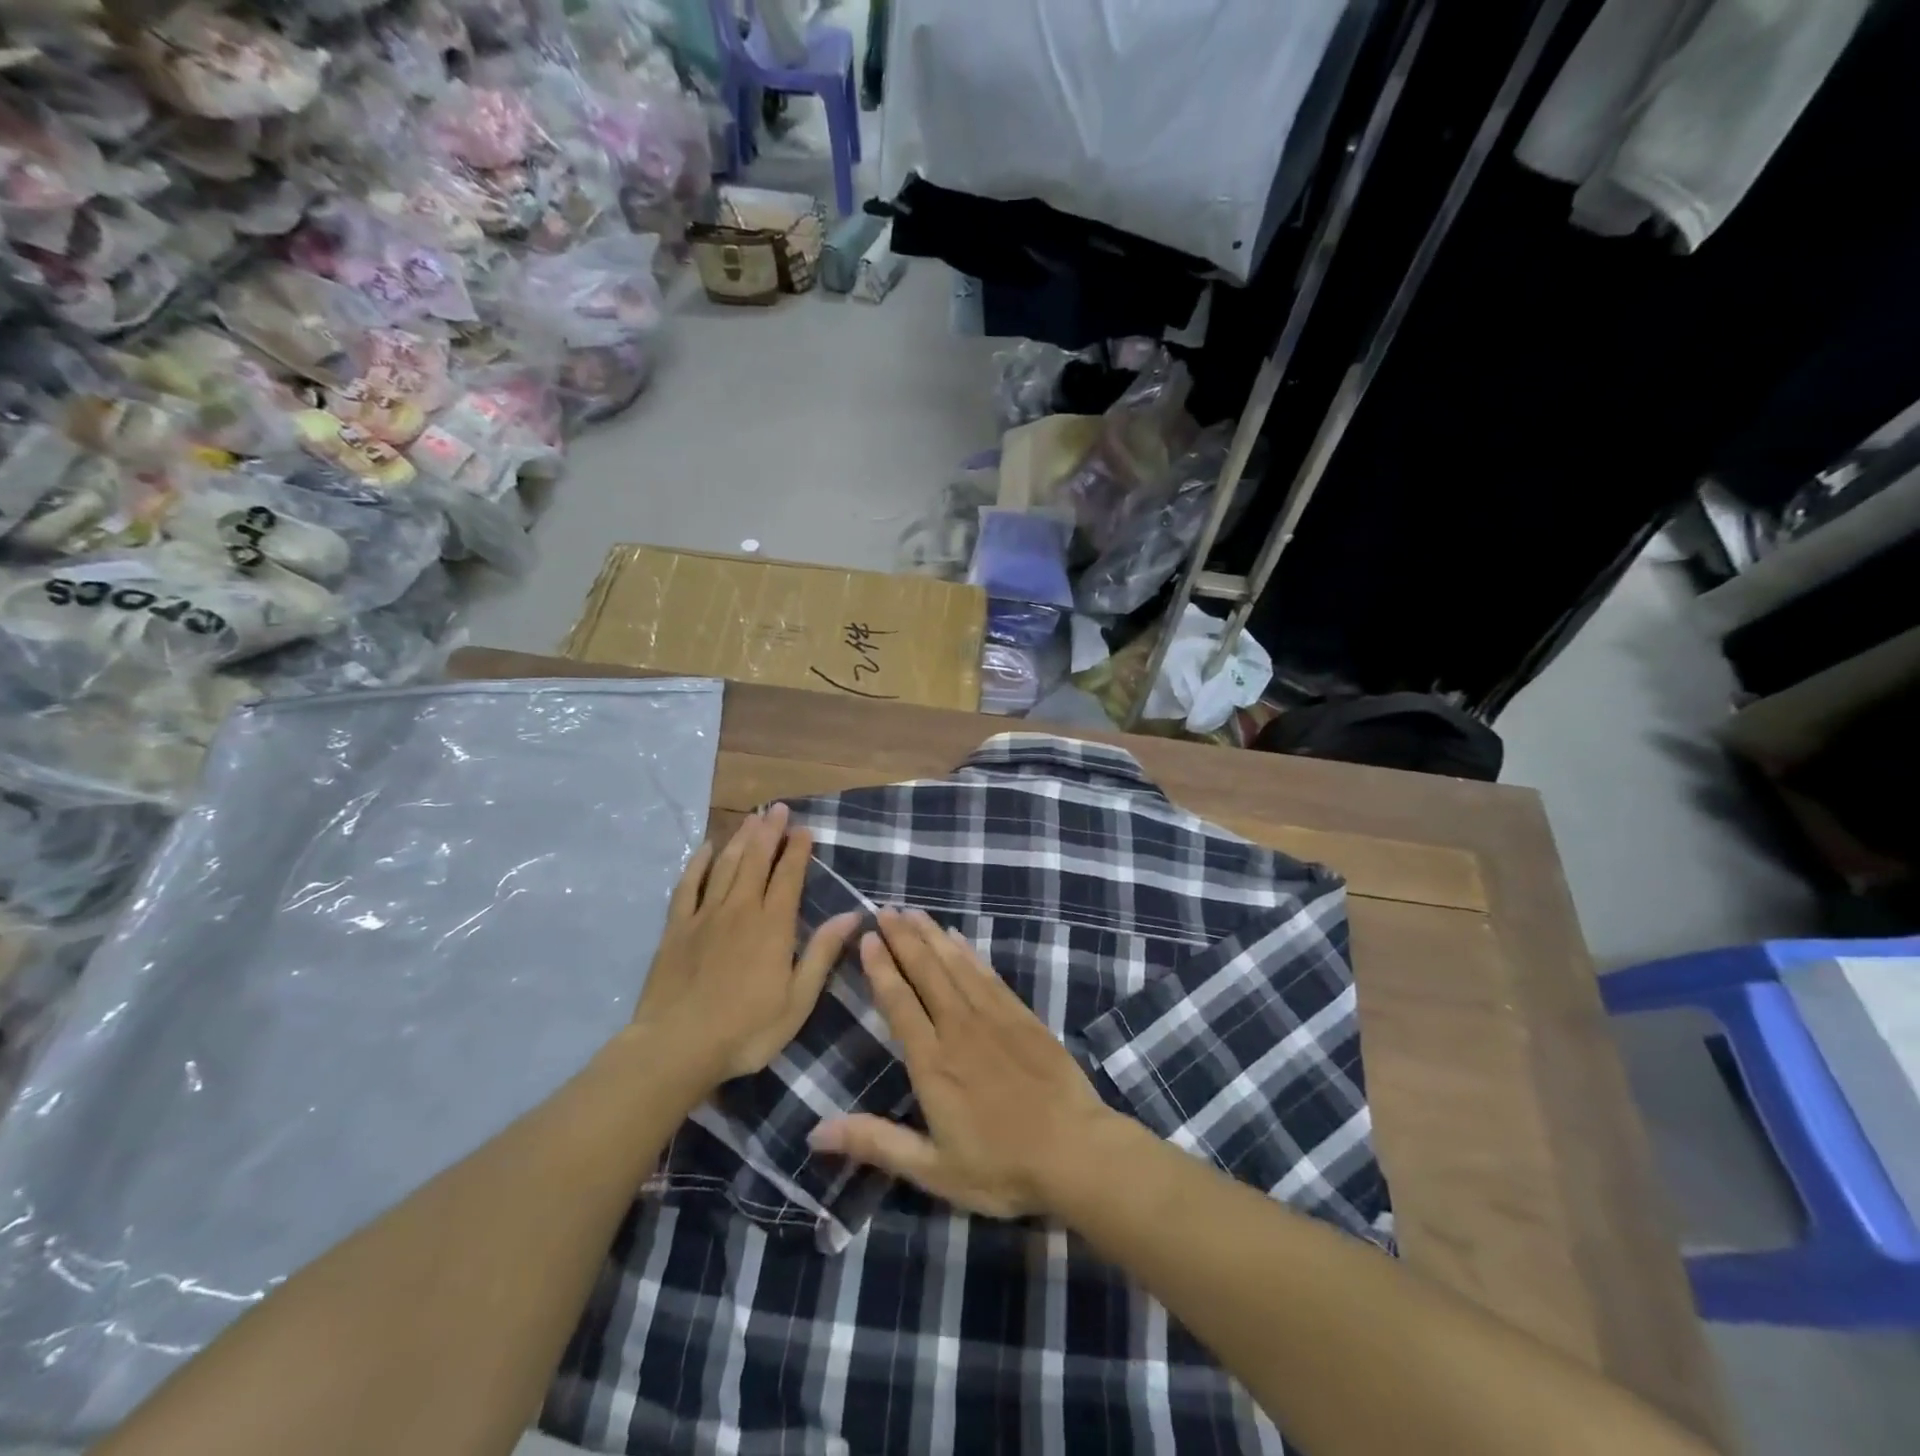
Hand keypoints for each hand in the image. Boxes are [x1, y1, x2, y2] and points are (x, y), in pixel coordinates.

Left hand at [630, 803, 859, 1090]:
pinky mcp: (676, 927)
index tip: (805, 829)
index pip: (789, 876)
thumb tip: (852, 915)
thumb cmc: (746, 1030)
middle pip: (757, 861)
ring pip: (726, 865)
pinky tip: (705, 847)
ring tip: (752, 818)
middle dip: (770, 832)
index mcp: (773, 926)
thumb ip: (822, 953)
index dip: (798, 850)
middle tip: (778, 808)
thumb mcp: (798, 1000)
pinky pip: (688, 885)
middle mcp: (741, 909)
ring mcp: (705, 915)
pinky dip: (698, 863)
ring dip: (741, 839)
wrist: (676, 1047)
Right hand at [808, 908, 1113, 1216]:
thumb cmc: (1001, 1167)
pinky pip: (987, 973)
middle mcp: (958, 1027)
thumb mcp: (932, 1168)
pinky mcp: (1021, 1014)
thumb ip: (875, 1143)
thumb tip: (815, 1132)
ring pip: (954, 964)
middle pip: (925, 972)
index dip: (881, 968)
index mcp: (932, 1062)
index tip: (867, 937)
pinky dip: (968, 951)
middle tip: (884, 909)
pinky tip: (957, 936)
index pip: (899, 1002)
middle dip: (902, 938)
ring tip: (912, 911)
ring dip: (931, 935)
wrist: (1075, 1151)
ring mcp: (993, 1016)